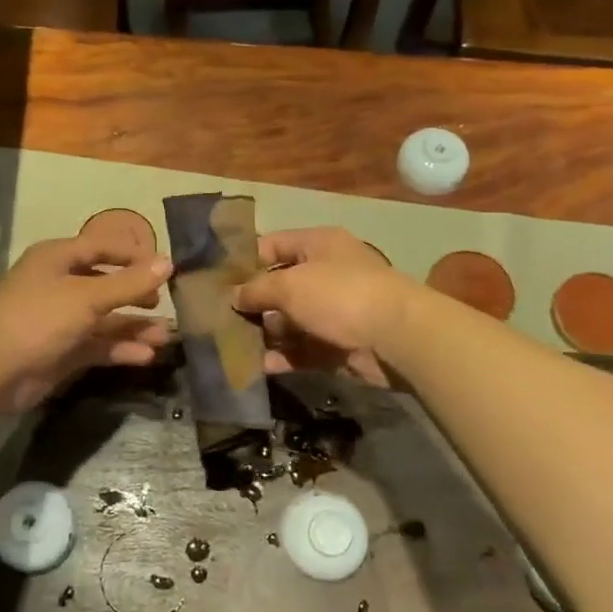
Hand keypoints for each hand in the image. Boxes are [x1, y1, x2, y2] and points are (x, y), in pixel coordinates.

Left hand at [0, 236, 174, 412]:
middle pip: (105, 284)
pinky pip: (97, 345)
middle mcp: (59, 285)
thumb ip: (130, 283)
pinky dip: (120, 349)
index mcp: (57, 259)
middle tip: (163, 304)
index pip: (101, 247)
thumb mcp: (87, 296)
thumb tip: (169, 262)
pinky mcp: (61, 351)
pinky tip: (146, 356)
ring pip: (104, 319)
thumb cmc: (38, 318)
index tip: (164, 268)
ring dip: (133, 327)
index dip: (132, 255)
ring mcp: (59, 320)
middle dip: (136, 295)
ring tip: (165, 337)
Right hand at [233, 228, 413, 385]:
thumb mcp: (290, 285)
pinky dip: (281, 357)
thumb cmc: (340, 295)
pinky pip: (302, 349)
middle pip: (279, 286)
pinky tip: (255, 366)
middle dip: (251, 303)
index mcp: (318, 245)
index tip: (216, 280)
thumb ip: (256, 289)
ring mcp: (333, 312)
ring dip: (264, 333)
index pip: (273, 245)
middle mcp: (325, 274)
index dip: (244, 260)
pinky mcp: (337, 345)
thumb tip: (234, 296)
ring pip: (289, 321)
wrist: (396, 337)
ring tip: (229, 346)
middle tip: (216, 318)